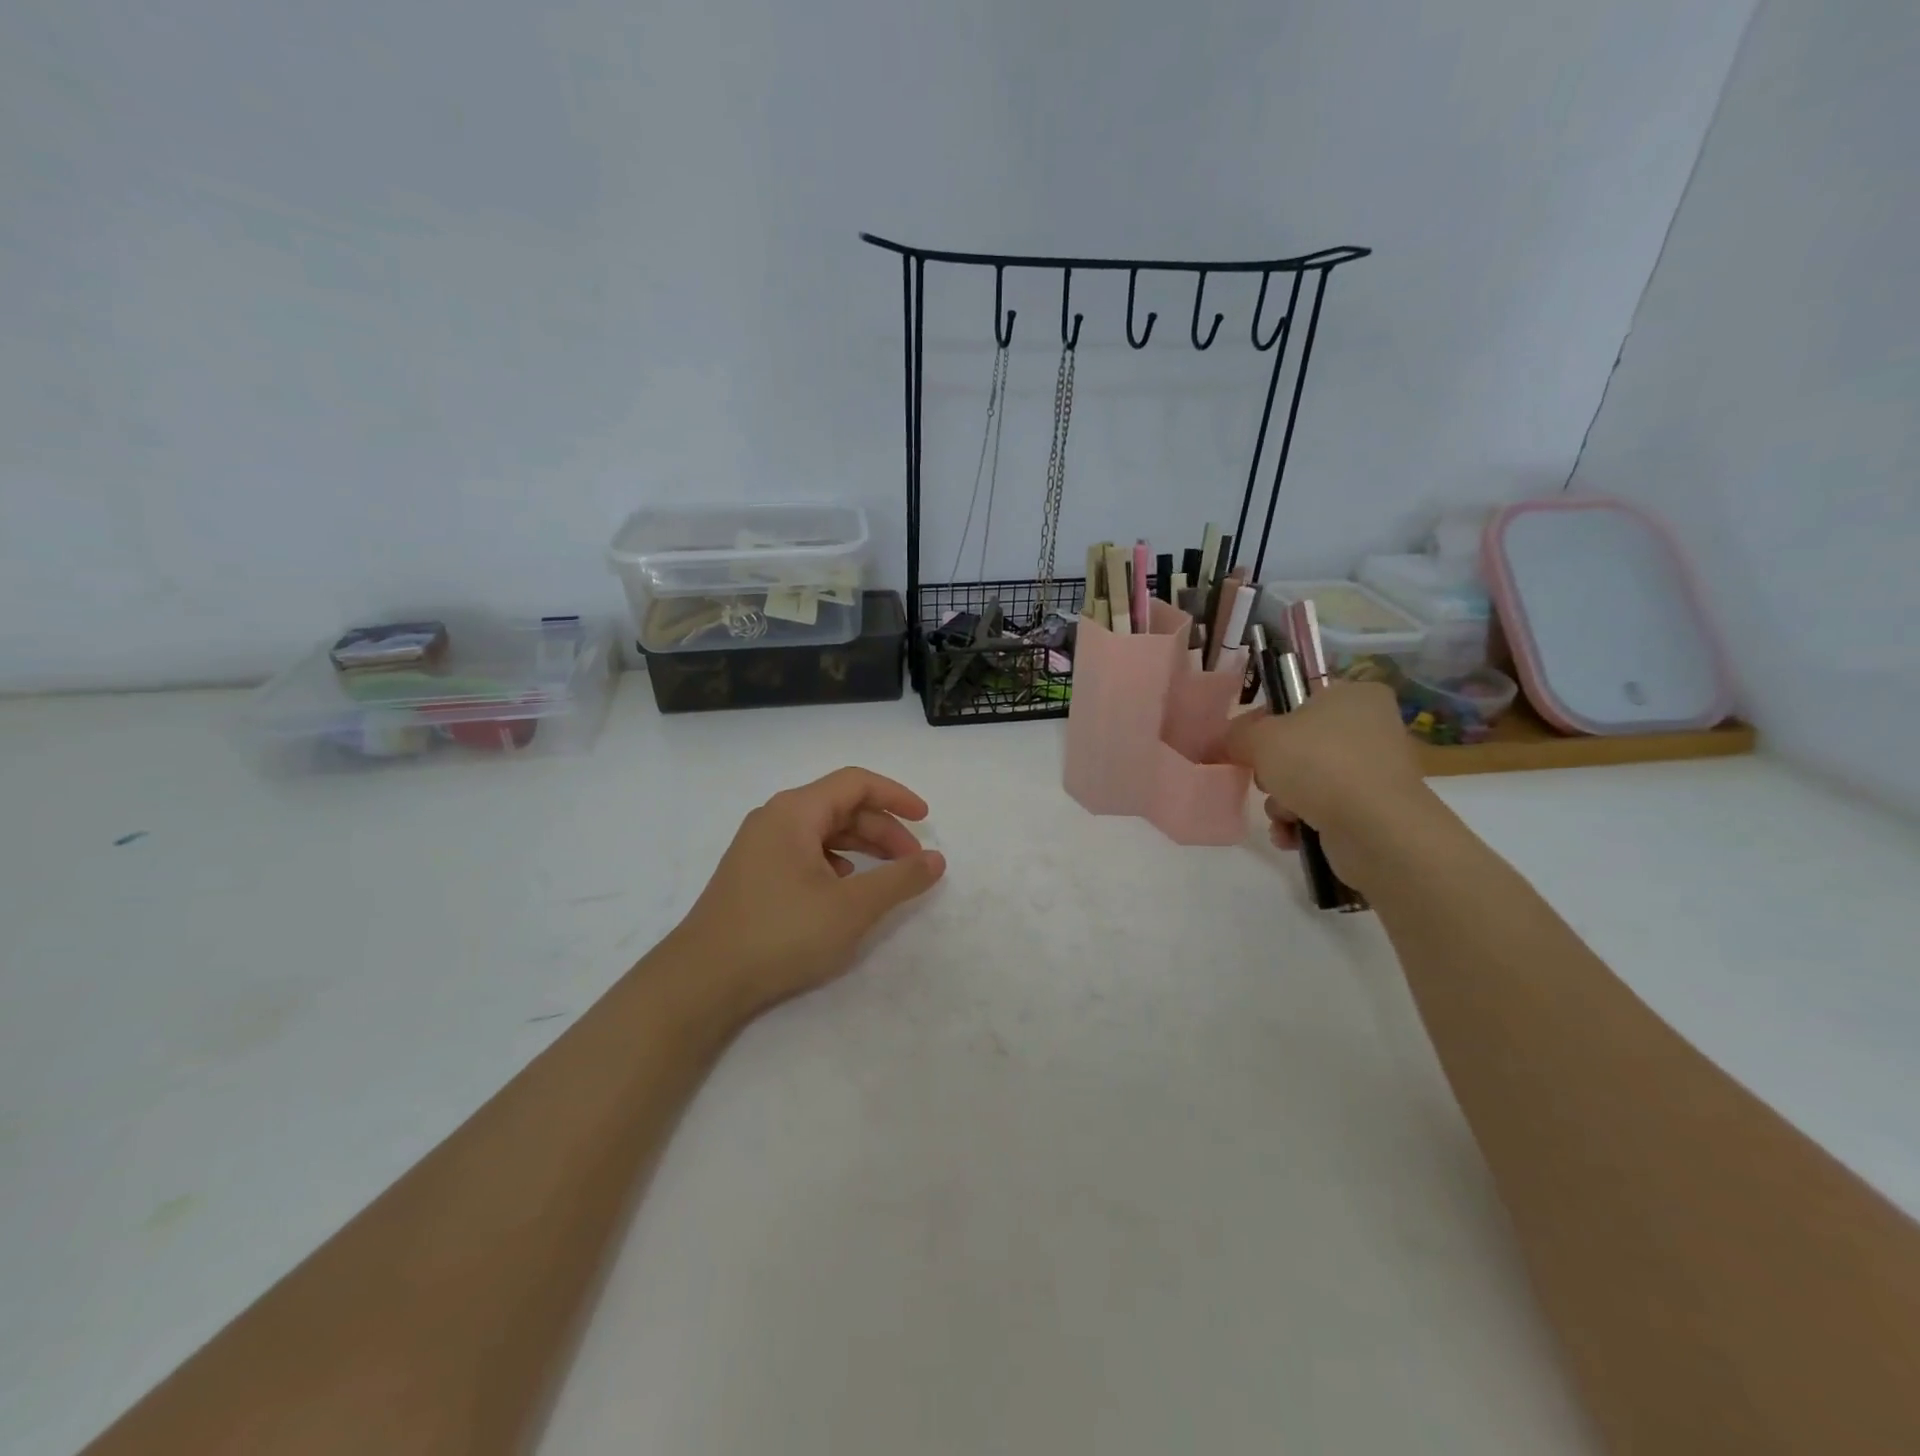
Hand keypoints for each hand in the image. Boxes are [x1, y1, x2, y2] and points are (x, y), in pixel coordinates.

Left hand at [662, 767, 946, 1021]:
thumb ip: (900, 879)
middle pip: (840, 806)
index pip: (856, 783)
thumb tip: (936, 859)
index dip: (896, 796)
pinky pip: (804, 853)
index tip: (925, 820)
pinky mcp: (752, 874)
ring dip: (861, 847)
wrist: (702, 981)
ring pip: (822, 831)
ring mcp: (759, 847)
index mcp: (795, 812)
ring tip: (886, 875)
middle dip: (882, 829)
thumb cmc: (781, 934)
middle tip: (912, 861)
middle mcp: (774, 819)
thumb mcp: (852, 908)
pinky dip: (835, 863)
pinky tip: (844, 889)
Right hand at [1224, 681, 1431, 888]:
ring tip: (1284, 814)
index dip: (1262, 723)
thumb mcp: (1260, 738)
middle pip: (1298, 745)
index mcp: (1353, 695)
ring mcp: (1376, 772)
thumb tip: (1222, 743)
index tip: (1241, 745)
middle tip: (1266, 781)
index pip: (1295, 701)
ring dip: (1282, 801)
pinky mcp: (1375, 810)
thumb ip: (1235, 735)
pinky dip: (1301, 823)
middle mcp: (1371, 728)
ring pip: (1306, 781)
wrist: (1376, 829)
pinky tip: (1291, 834)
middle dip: (1272, 770)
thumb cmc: (1319, 764)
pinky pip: (1323, 810)